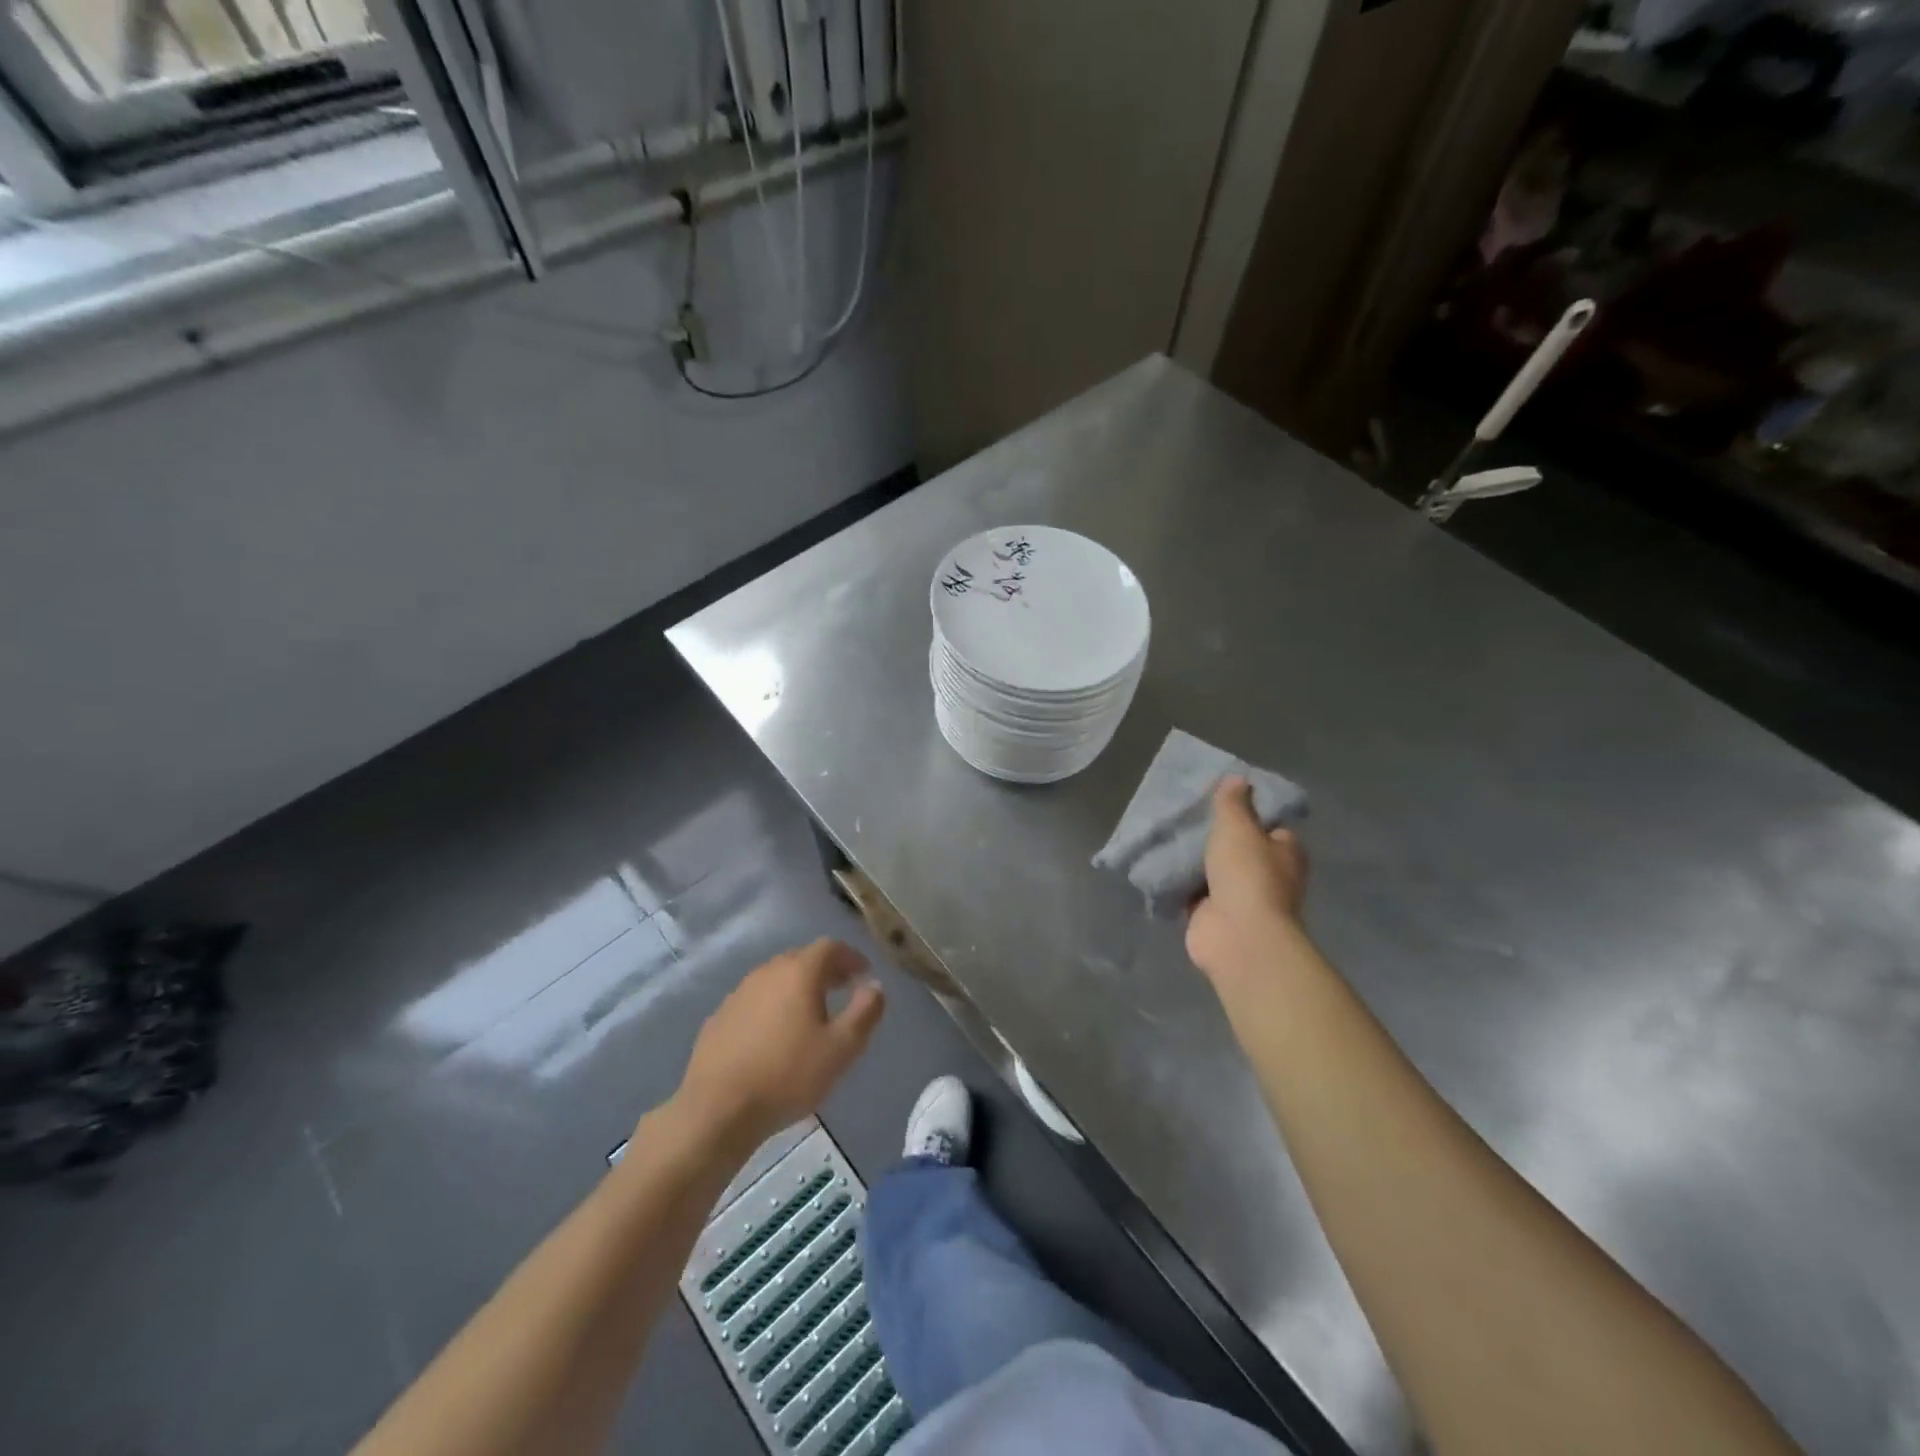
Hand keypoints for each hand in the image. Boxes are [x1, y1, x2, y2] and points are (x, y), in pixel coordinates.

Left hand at [673, 939, 885, 1150]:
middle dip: (826, 970)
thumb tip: (875, 986)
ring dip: (797, 987)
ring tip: (811, 1013)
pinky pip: (755, 1000)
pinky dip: (772, 1006)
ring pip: (776, 978)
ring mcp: (739, 993)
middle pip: (802, 959)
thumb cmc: (788, 1075)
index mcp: (799, 972)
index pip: (830, 947)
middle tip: (842, 989)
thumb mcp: (841, 1049)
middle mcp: (768, 972)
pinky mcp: (720, 1017)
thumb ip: (865, 1012)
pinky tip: (775, 1035)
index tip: (864, 974)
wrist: (717, 1109)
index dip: (851, 957)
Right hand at [1185, 777, 1308, 988]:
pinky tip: (1160, 864)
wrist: (1236, 935)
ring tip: (1167, 835)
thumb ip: (1233, 803)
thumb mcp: (1238, 827)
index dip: (1248, 813)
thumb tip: (1238, 779)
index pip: (1269, 826)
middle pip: (1240, 849)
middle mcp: (1269, 875)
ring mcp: (1242, 899)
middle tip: (1187, 817)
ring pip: (1214, 871)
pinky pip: (1194, 892)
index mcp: (1286, 852)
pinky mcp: (1215, 916)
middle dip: (1216, 838)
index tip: (1220, 801)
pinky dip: (1180, 883)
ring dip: (1196, 861)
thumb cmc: (1247, 874)